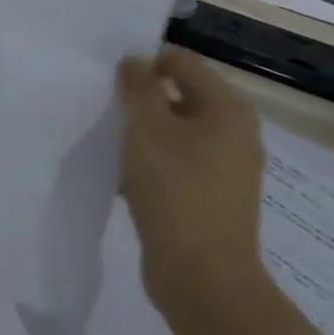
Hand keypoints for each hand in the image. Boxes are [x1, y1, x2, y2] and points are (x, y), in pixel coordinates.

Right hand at [116, 46, 266, 308]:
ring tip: (105, 139)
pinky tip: (119, 175)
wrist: (201, 273)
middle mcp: (233, 133)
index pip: (183, 62)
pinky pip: (174, 164)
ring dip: (141, 132)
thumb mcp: (148, 130)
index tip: (106, 75)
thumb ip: (139, 89)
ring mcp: (224, 168)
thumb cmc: (176, 190)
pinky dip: (148, 162)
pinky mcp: (209, 196)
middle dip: (139, 98)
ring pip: (174, 133)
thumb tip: (134, 61)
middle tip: (100, 105)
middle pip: (179, 97)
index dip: (144, 61)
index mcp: (227, 109)